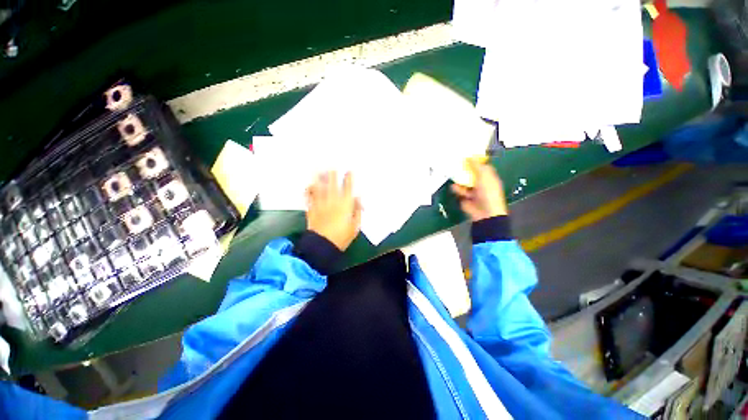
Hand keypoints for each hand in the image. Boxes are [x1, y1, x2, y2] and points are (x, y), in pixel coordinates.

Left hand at [306, 171, 361, 250]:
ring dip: (319, 178)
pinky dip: (308, 190)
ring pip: (319, 187)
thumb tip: (358, 199)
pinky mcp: (311, 209)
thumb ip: (357, 211)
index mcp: (344, 205)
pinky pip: (309, 197)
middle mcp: (332, 201)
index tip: (349, 170)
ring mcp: (320, 204)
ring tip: (318, 169)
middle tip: (332, 165)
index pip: (348, 188)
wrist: (323, 245)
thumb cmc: (342, 237)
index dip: (348, 178)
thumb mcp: (355, 226)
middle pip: (332, 184)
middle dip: (333, 174)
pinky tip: (308, 185)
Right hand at [450, 158, 507, 220]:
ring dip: (459, 179)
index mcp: (489, 177)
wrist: (484, 212)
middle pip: (471, 174)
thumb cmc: (489, 193)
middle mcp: (481, 183)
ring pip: (464, 182)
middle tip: (456, 163)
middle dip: (464, 170)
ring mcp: (473, 191)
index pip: (481, 167)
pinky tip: (454, 186)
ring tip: (453, 174)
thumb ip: (476, 166)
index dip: (474, 161)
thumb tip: (470, 156)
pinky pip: (459, 191)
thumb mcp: (484, 176)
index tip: (465, 156)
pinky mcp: (465, 198)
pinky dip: (456, 189)